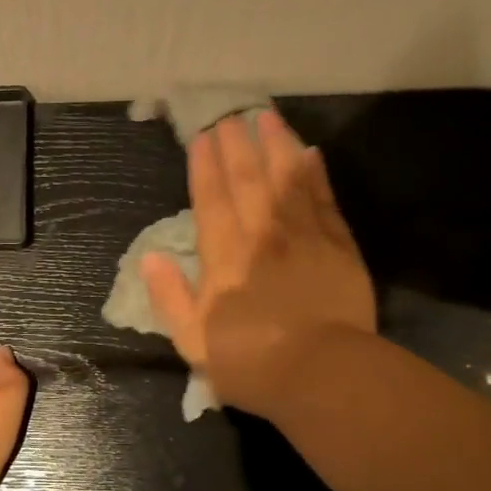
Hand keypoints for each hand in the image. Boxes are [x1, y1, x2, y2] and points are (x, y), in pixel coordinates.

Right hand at [142, 111, 374, 417]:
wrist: (323, 375)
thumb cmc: (251, 362)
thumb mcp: (193, 341)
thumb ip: (170, 297)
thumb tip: (151, 257)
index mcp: (224, 256)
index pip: (211, 199)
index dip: (205, 166)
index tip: (202, 136)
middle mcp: (262, 234)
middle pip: (248, 180)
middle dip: (237, 145)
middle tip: (231, 115)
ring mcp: (304, 236)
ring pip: (287, 179)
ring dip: (276, 146)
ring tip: (267, 117)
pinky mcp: (339, 246)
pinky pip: (325, 200)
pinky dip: (316, 175)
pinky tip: (311, 153)